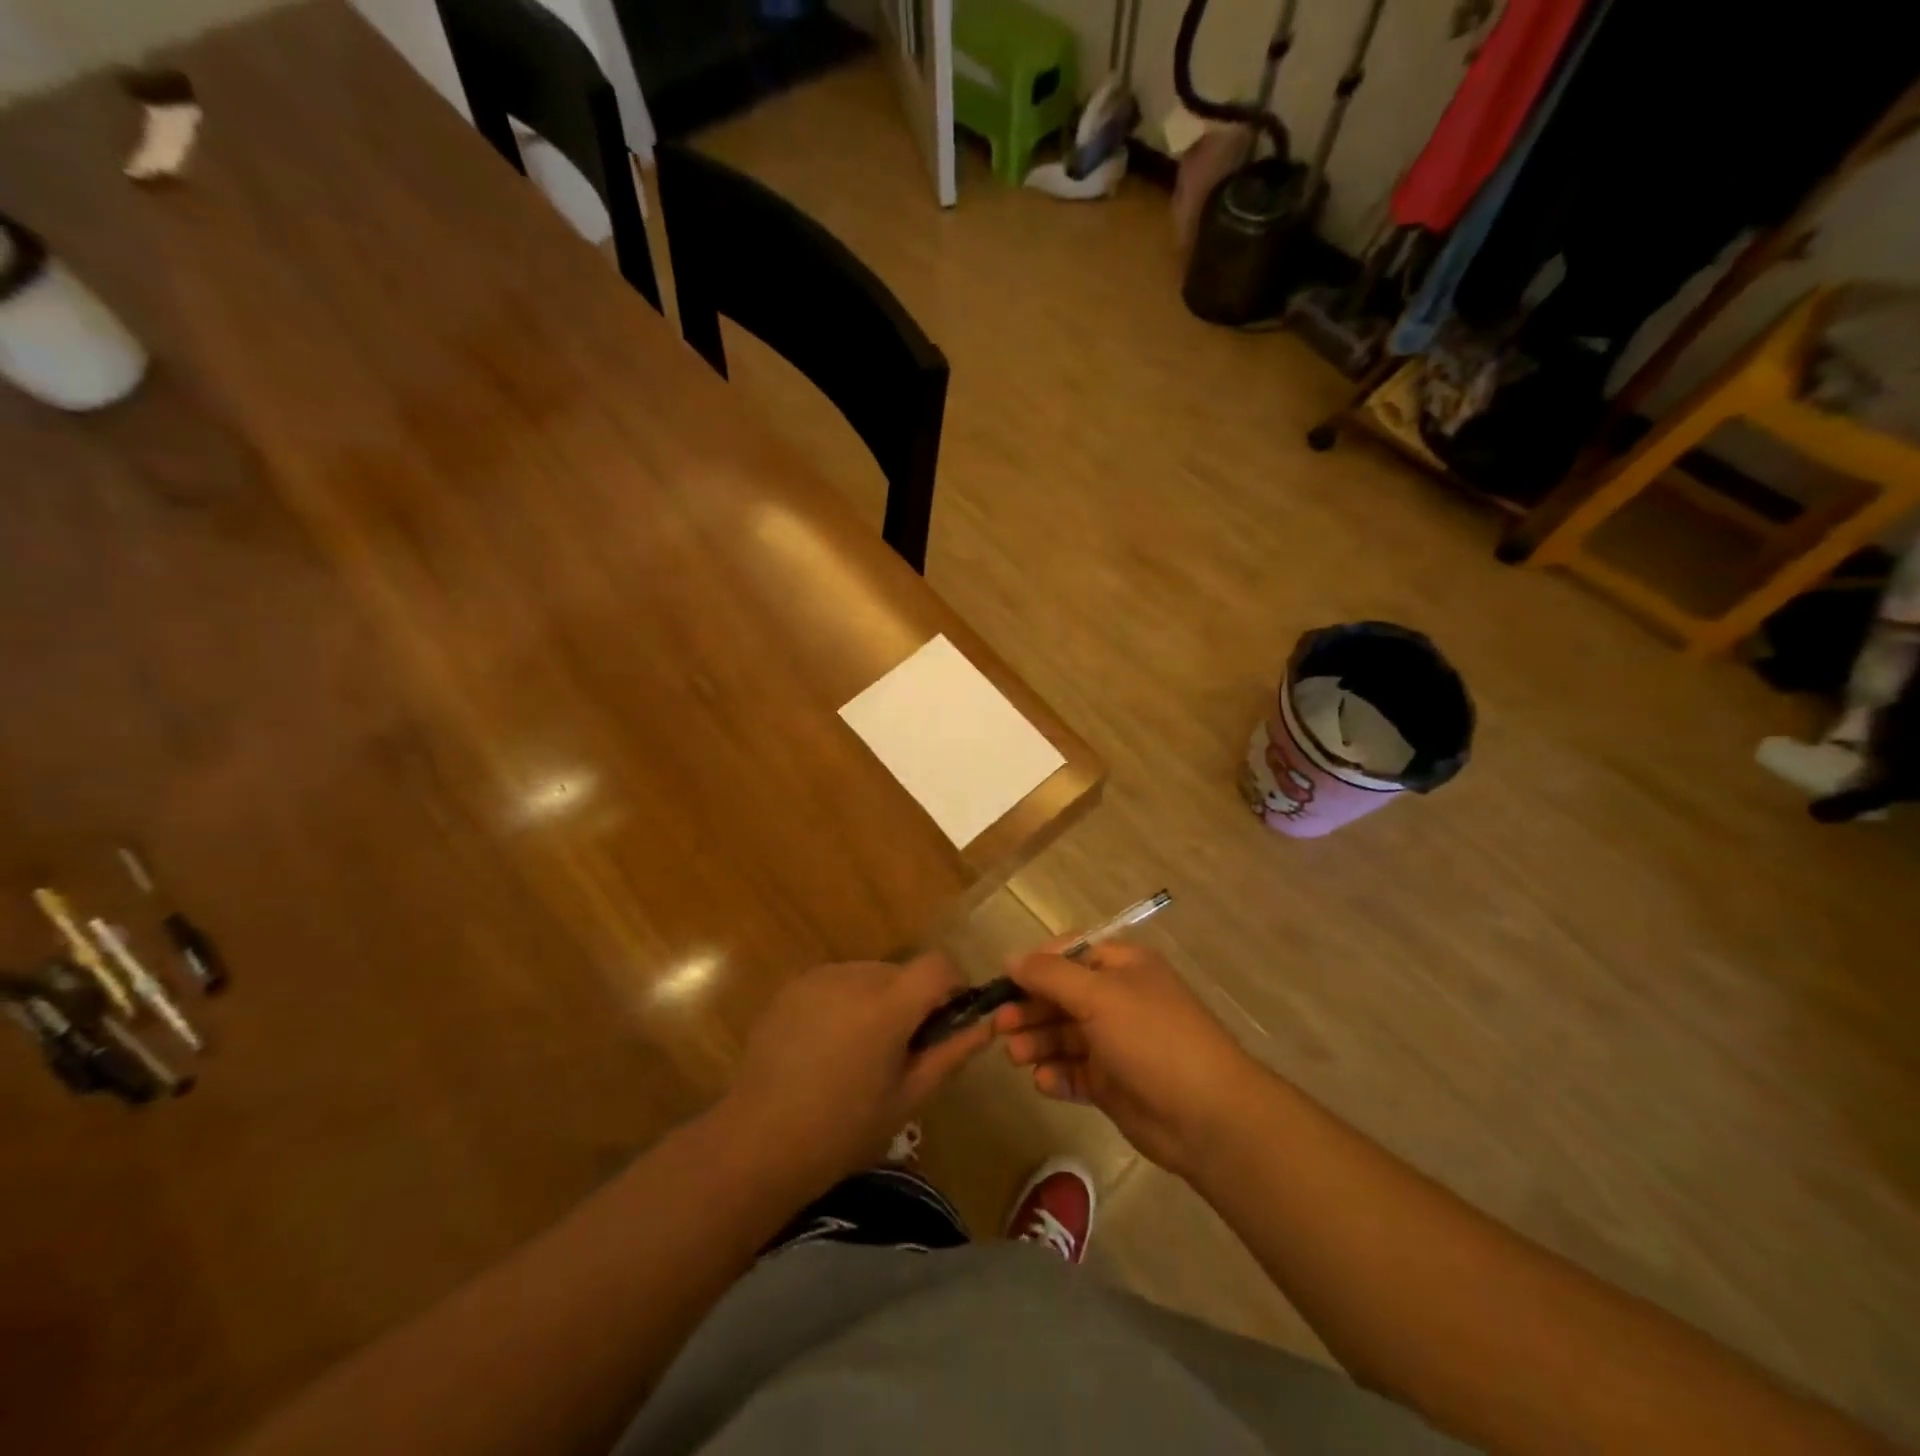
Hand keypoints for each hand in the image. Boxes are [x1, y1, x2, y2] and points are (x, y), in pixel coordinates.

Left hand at [724, 954, 991, 1188]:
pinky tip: (827, 1047)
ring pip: (869, 976)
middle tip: (900, 1050)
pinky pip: (837, 983)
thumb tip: (986, 1026)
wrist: (757, 1142)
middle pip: (902, 972)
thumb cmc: (842, 1130)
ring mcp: (819, 978)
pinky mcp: (793, 987)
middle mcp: (854, 977)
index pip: (938, 965)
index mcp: (887, 1005)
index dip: (953, 986)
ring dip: (878, 1001)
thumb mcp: (908, 1098)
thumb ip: (950, 1054)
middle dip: (912, 1001)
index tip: (946, 1021)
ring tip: (859, 1052)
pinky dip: (845, 1003)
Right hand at [994, 941, 1263, 1177]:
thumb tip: (1011, 958)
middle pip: (1062, 997)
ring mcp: (1116, 1044)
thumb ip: (1051, 975)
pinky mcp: (1113, 1084)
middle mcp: (1118, 1000)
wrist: (1207, 1117)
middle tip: (999, 1026)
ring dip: (1037, 1042)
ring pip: (1064, 1036)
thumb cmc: (1152, 1039)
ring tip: (1015, 1056)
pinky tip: (1044, 1081)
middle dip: (1030, 1009)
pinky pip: (1075, 1072)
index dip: (1037, 966)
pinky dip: (1057, 1075)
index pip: (1071, 955)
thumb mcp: (1099, 996)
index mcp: (1123, 967)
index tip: (1005, 982)